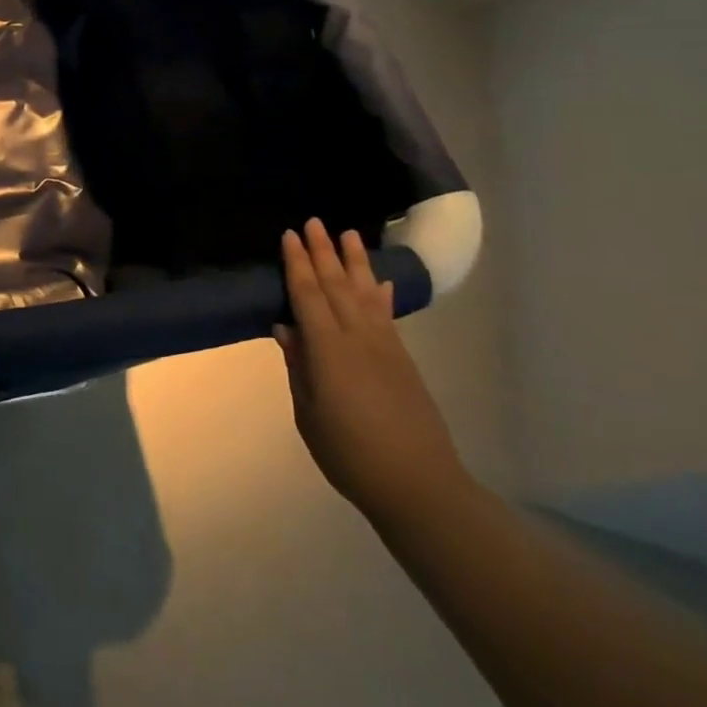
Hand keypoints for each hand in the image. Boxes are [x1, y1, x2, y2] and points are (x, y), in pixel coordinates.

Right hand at [276, 220, 468, 524]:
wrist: (419, 485)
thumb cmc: (350, 454)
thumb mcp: (309, 413)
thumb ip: (299, 367)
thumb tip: (286, 328)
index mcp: (329, 351)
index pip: (308, 295)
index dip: (297, 264)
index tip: (289, 234)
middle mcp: (359, 339)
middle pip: (337, 286)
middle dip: (324, 252)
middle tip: (315, 221)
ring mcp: (386, 348)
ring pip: (366, 294)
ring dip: (356, 263)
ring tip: (349, 234)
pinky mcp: (404, 361)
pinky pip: (387, 316)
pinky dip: (381, 294)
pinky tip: (379, 281)